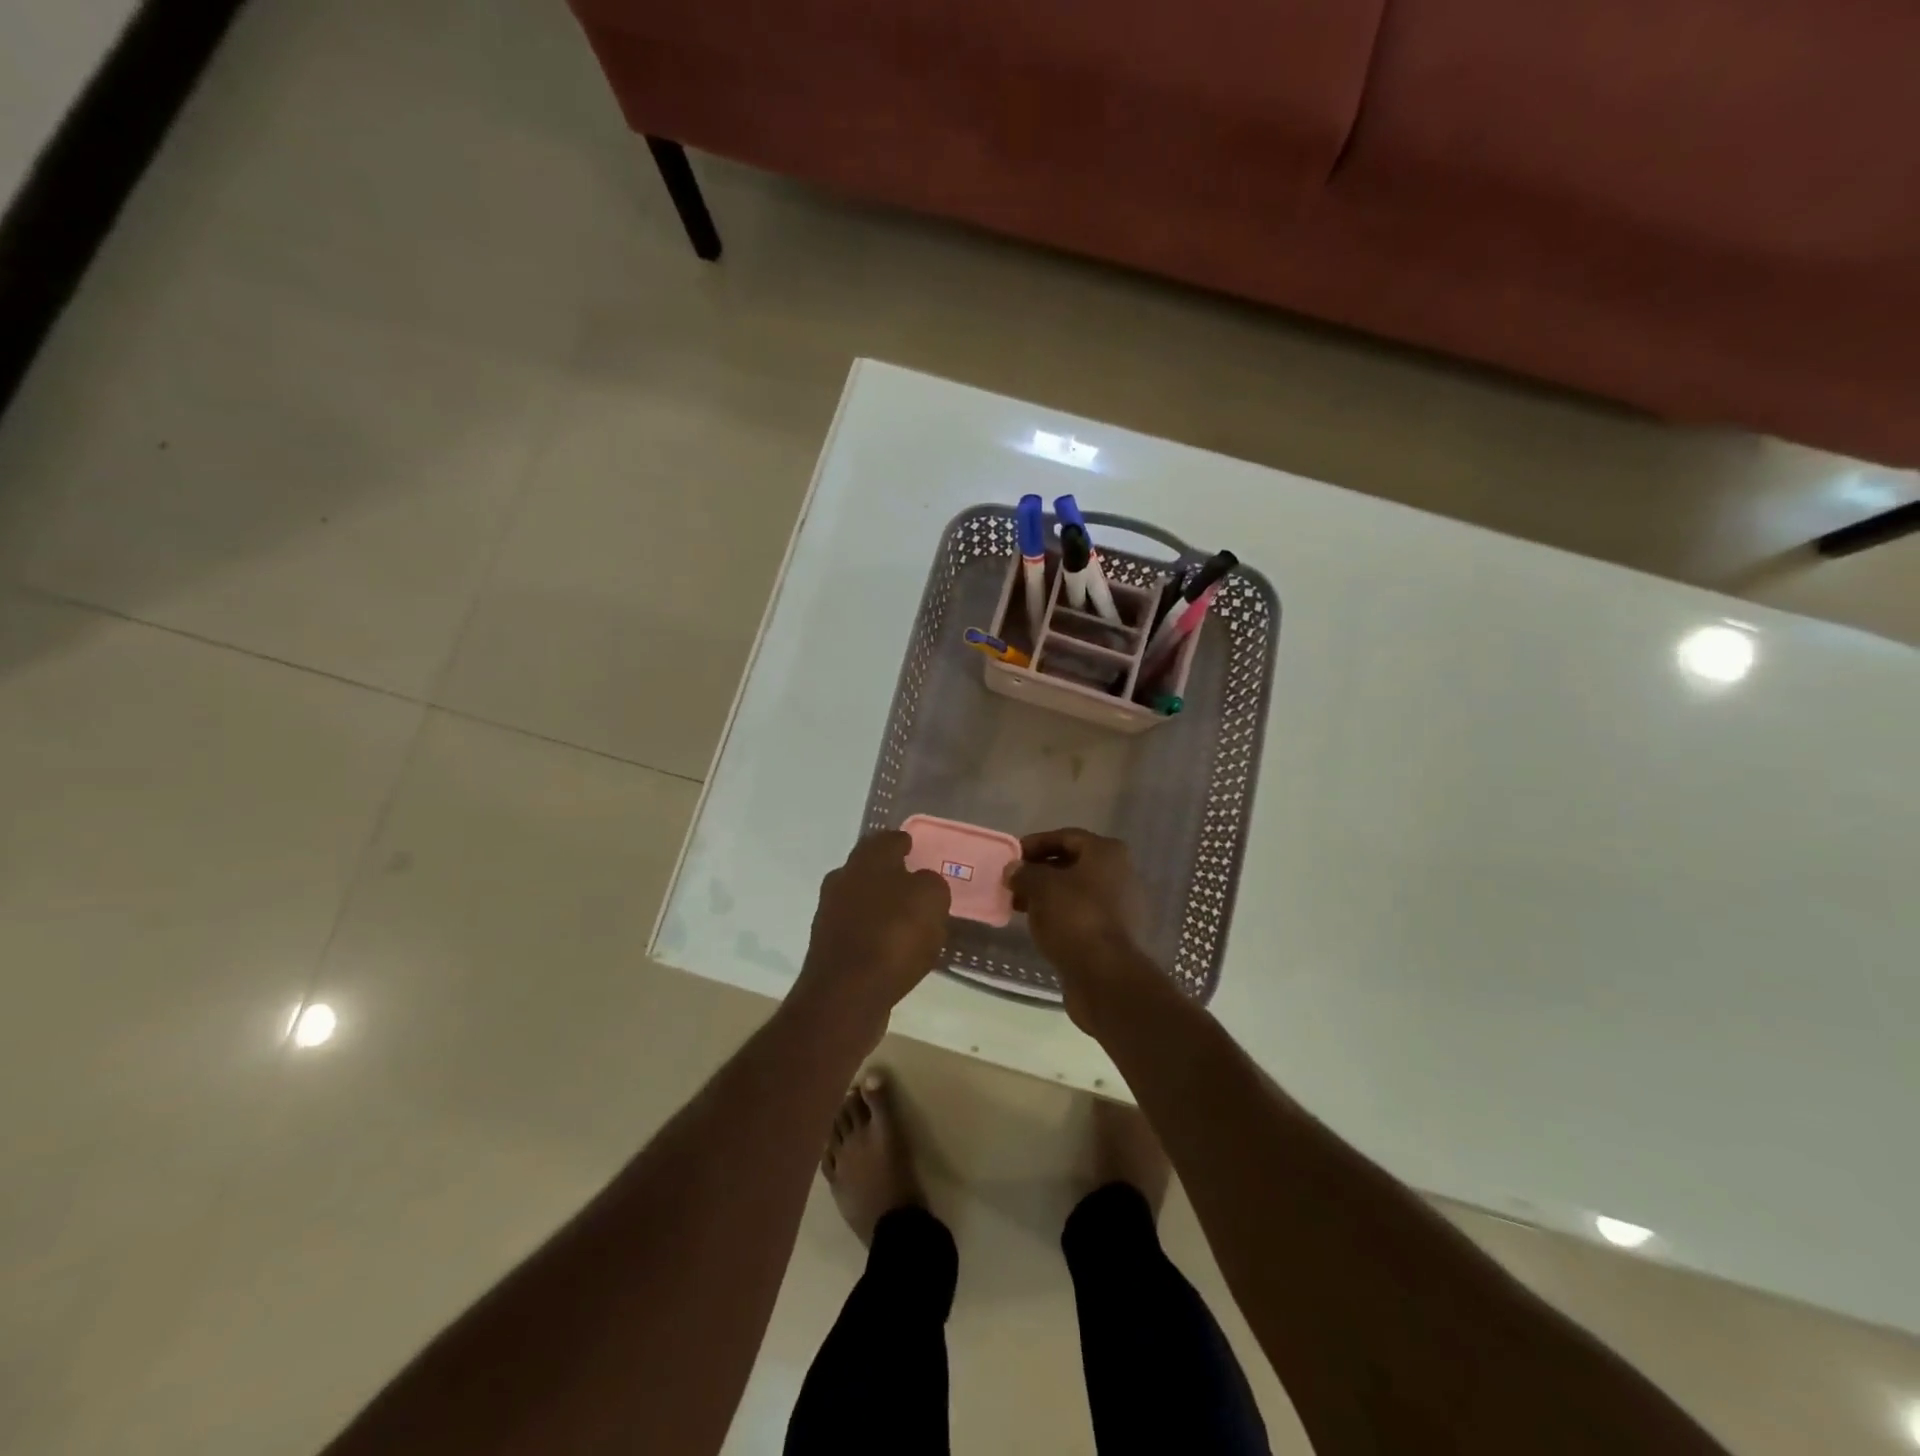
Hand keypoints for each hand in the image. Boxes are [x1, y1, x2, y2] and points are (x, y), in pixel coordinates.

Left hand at [793, 831, 950, 1035]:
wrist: (846, 995)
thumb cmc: (893, 936)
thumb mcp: (931, 899)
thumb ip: (931, 884)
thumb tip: (922, 884)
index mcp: (866, 860)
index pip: (887, 839)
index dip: (904, 842)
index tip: (915, 846)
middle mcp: (842, 880)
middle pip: (870, 869)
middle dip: (891, 874)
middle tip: (915, 884)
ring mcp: (830, 915)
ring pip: (862, 900)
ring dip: (882, 906)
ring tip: (908, 920)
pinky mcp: (828, 948)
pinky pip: (859, 931)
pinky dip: (875, 934)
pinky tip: (893, 948)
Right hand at [1007, 828, 1158, 1032]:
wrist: (1104, 974)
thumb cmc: (1074, 917)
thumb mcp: (1041, 887)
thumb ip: (1024, 873)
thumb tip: (1014, 869)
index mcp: (1106, 853)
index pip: (1066, 837)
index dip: (1035, 843)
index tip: (1012, 857)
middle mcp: (1119, 873)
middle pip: (1072, 863)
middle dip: (1040, 871)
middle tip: (1012, 882)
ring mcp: (1120, 905)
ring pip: (1076, 891)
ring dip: (1047, 894)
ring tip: (1020, 905)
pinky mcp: (1114, 932)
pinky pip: (1081, 913)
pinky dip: (1060, 914)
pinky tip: (1038, 925)